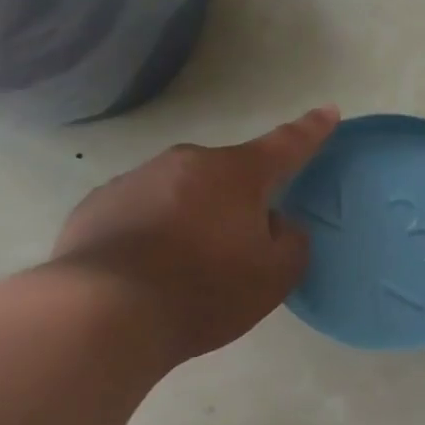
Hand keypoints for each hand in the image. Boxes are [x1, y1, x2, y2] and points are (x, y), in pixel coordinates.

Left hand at [50, 107, 339, 366]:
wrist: (105, 313)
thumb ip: (290, 241)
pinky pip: (142, 211)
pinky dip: (153, 231)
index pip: (285, 146)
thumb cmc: (205, 290)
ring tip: (186, 268)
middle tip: (239, 248)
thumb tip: (275, 223)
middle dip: (239, 200)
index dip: (311, 130)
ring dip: (193, 216)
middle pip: (227, 175)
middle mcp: (185, 163)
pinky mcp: (96, 206)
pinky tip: (149, 270)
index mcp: (236, 175)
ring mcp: (134, 180)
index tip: (328, 111)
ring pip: (181, 192)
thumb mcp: (274, 276)